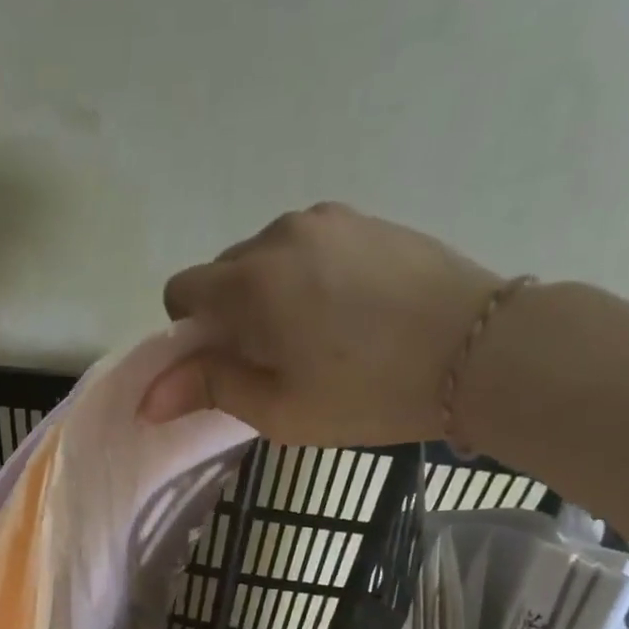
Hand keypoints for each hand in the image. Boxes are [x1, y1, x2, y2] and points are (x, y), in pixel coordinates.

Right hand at [142, 203, 501, 446]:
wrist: (480, 351)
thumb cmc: (368, 393)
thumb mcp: (279, 408)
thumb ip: (209, 389)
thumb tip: (148, 397)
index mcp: (252, 281)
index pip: (182, 291)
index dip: (190, 334)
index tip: (225, 365)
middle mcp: (281, 234)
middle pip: (224, 273)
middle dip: (231, 314)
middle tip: (275, 361)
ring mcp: (329, 219)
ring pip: (267, 258)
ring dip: (269, 295)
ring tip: (317, 337)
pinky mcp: (367, 220)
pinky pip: (309, 247)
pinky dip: (307, 278)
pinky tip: (348, 312)